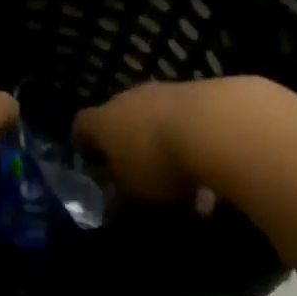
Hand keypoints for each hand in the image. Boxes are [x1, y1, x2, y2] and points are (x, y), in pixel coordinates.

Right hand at [75, 80, 216, 208]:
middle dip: (134, 151)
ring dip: (170, 152)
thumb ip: (120, 201)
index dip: (85, 145)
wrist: (214, 125)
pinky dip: (197, 147)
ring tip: (191, 192)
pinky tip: (214, 177)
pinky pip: (190, 124)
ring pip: (160, 124)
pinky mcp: (200, 91)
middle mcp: (129, 99)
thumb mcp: (132, 196)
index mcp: (103, 121)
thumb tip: (116, 204)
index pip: (82, 126)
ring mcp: (166, 92)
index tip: (95, 164)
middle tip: (145, 181)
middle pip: (124, 122)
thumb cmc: (157, 163)